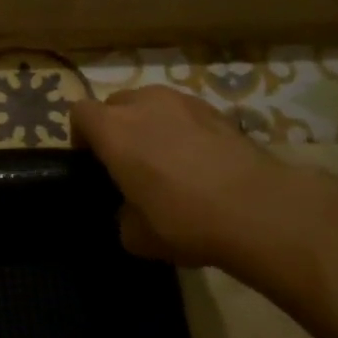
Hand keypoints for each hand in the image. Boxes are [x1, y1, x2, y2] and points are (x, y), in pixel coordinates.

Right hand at [71, 87, 337, 282]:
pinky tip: (200, 161)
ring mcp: (183, 102)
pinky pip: (186, 113)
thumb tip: (130, 211)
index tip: (92, 162)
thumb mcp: (136, 236)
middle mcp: (143, 104)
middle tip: (128, 162)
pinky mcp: (218, 110)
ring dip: (150, 124)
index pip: (79, 113)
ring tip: (166, 158)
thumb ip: (122, 215)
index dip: (80, 136)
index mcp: (113, 130)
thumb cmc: (184, 220)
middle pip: (116, 104)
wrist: (259, 210)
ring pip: (152, 104)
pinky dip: (184, 129)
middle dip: (116, 127)